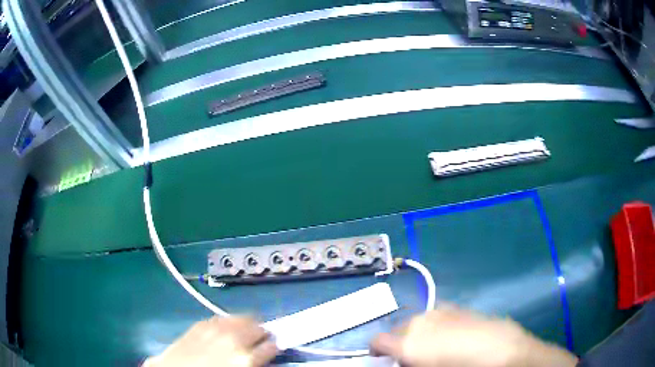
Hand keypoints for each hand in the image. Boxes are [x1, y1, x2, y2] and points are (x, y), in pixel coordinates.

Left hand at [144, 316, 277, 366]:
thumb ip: (254, 362)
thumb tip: (262, 355)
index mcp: (246, 358)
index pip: (273, 345)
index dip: (274, 347)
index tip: (273, 348)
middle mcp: (234, 339)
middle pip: (259, 327)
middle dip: (262, 334)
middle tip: (259, 341)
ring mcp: (216, 328)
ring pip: (242, 317)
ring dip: (246, 325)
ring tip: (242, 334)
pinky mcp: (201, 323)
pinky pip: (222, 318)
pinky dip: (228, 323)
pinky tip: (224, 331)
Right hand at [370, 306, 576, 366]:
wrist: (501, 350)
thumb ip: (408, 363)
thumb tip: (401, 361)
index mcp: (407, 342)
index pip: (377, 341)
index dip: (377, 351)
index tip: (384, 359)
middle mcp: (419, 322)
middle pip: (398, 330)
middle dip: (400, 343)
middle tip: (414, 358)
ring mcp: (440, 312)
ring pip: (418, 321)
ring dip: (418, 334)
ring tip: (434, 347)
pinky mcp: (458, 308)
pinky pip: (437, 315)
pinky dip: (436, 326)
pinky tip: (452, 336)